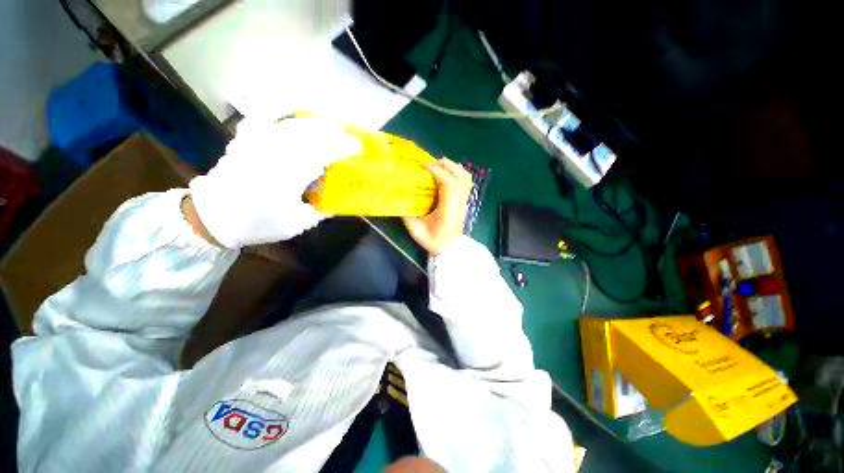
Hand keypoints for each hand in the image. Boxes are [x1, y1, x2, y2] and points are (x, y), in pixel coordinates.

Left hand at [188, 117, 361, 247]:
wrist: (212, 216)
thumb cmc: (258, 223)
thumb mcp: (297, 224)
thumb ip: (321, 211)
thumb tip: (339, 201)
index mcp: (290, 174)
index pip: (324, 152)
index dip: (344, 148)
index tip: (358, 148)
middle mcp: (275, 152)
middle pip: (311, 133)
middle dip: (334, 133)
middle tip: (349, 137)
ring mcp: (258, 142)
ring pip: (293, 124)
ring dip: (316, 123)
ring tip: (331, 125)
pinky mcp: (246, 139)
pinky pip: (264, 117)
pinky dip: (280, 110)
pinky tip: (291, 111)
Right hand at [403, 158, 473, 254]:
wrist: (449, 249)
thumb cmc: (433, 241)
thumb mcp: (416, 230)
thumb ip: (407, 214)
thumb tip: (397, 197)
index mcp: (448, 209)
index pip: (448, 183)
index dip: (436, 171)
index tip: (422, 168)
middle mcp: (459, 202)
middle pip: (459, 175)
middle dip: (444, 165)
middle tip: (428, 166)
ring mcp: (464, 200)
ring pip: (465, 176)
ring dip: (451, 167)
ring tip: (437, 167)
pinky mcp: (464, 200)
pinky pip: (465, 181)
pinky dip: (456, 172)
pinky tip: (445, 175)